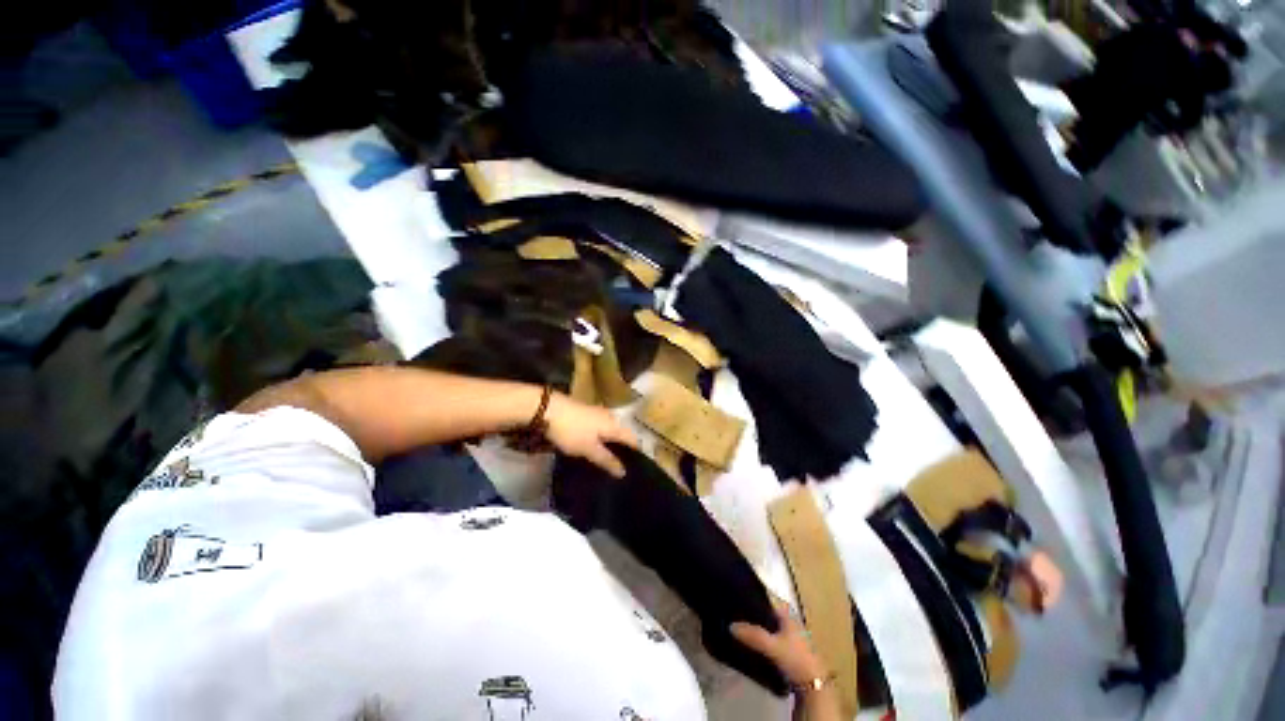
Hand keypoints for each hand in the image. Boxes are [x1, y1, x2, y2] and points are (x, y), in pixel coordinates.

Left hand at [543, 394, 638, 477]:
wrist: (548, 408)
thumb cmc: (571, 430)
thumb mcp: (589, 449)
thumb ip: (607, 460)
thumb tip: (624, 472)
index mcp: (615, 425)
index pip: (634, 440)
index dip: (637, 453)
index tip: (637, 469)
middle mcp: (611, 417)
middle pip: (623, 434)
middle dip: (624, 450)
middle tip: (621, 469)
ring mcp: (598, 413)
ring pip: (611, 431)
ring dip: (612, 444)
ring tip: (608, 461)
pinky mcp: (587, 413)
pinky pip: (601, 428)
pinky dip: (602, 439)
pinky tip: (595, 447)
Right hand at [730, 600, 829, 688]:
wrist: (813, 686)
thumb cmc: (795, 658)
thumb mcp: (772, 646)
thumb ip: (753, 635)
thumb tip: (731, 625)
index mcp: (786, 612)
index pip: (766, 597)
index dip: (751, 595)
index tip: (734, 596)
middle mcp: (788, 619)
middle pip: (765, 612)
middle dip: (751, 613)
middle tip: (733, 613)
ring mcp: (789, 634)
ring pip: (767, 625)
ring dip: (755, 627)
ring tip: (737, 627)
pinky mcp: (788, 649)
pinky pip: (769, 637)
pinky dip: (760, 638)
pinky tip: (750, 643)